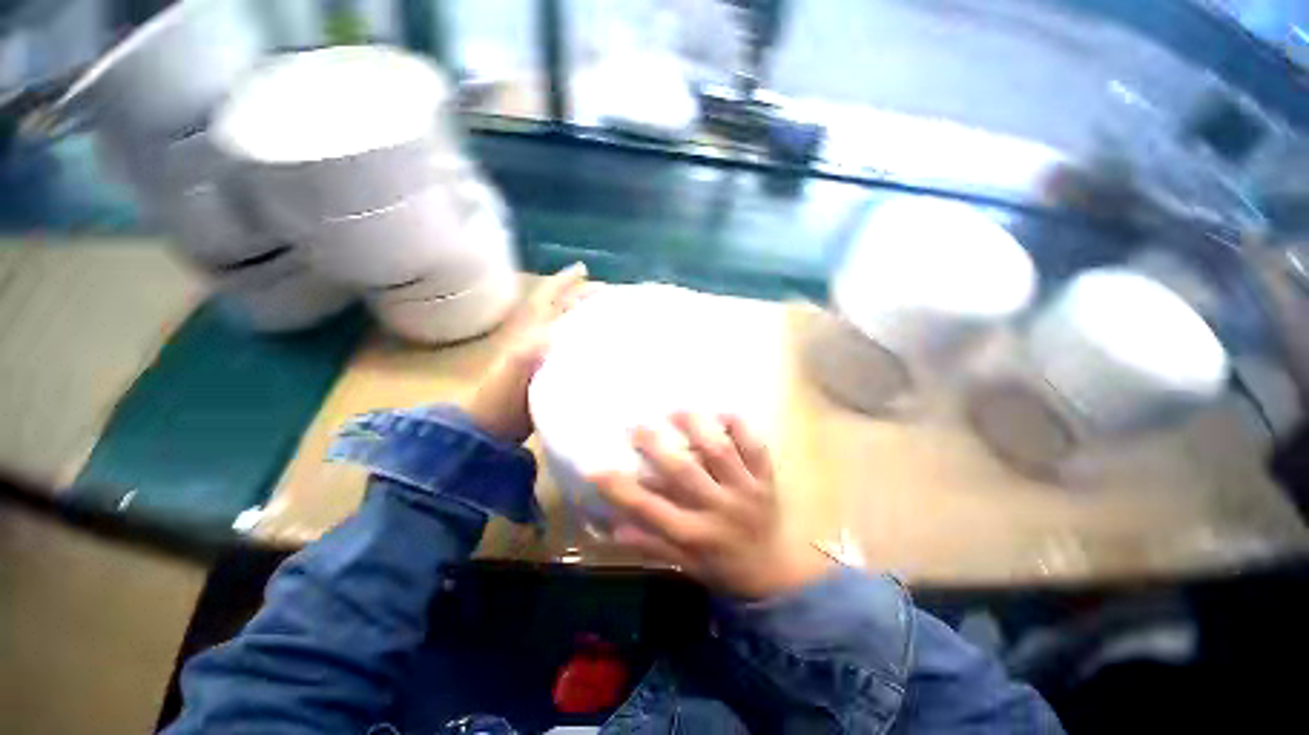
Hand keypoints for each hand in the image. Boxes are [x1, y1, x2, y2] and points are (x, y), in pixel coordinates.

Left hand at [463, 263, 595, 443]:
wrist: (490, 429)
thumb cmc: (500, 399)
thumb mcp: (514, 372)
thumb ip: (531, 351)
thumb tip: (557, 333)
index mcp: (529, 333)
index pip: (547, 300)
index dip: (563, 283)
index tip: (583, 271)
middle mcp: (535, 338)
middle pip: (558, 309)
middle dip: (579, 295)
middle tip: (604, 291)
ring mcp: (540, 356)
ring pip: (564, 326)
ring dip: (582, 315)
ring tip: (604, 311)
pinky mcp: (547, 372)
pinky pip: (569, 348)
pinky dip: (583, 340)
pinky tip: (597, 346)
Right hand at [593, 412, 833, 599]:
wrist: (777, 572)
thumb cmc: (723, 568)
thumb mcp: (685, 565)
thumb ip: (652, 543)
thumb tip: (614, 525)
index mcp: (695, 534)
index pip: (650, 509)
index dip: (620, 488)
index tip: (594, 468)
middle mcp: (718, 509)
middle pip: (684, 472)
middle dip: (656, 446)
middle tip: (636, 426)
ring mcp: (746, 491)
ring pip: (720, 452)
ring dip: (696, 428)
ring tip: (676, 411)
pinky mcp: (766, 479)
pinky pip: (756, 447)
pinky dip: (741, 428)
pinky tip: (723, 414)